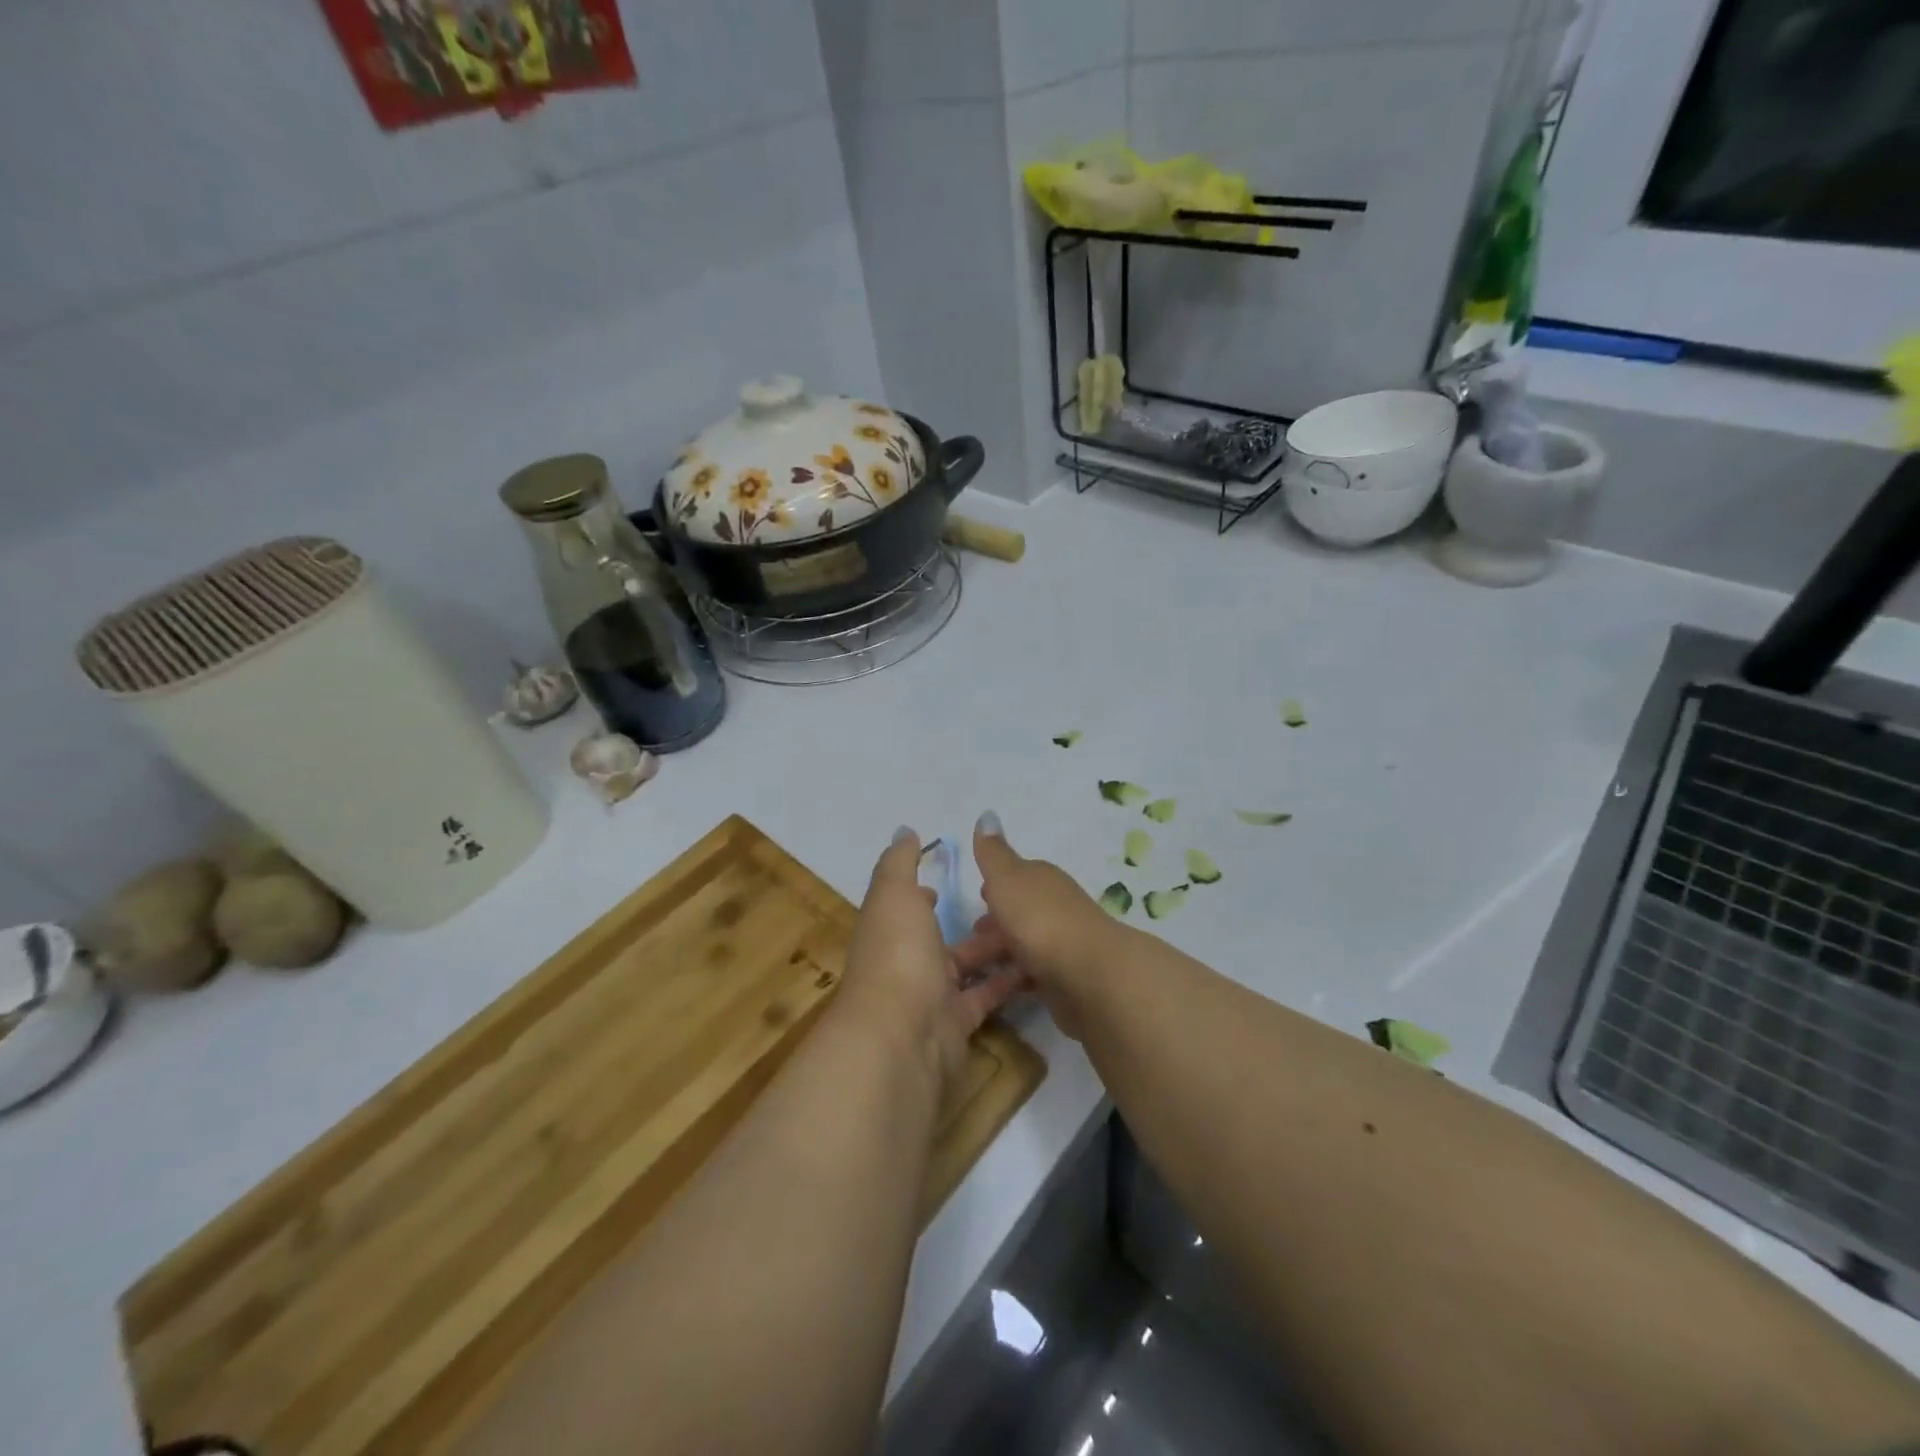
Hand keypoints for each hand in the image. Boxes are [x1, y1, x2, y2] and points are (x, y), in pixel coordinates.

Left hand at [837, 827, 1022, 1092]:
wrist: (902, 1036)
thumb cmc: (897, 953)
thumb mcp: (895, 894)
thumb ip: (900, 863)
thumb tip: (904, 831)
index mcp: (890, 929)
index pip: (904, 908)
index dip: (920, 895)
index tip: (944, 882)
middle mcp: (907, 962)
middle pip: (940, 939)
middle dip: (970, 922)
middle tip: (1009, 903)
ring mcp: (931, 996)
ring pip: (968, 966)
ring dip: (994, 949)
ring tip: (1032, 928)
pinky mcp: (957, 1023)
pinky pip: (986, 995)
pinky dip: (1007, 981)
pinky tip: (1035, 964)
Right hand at [952, 811, 1123, 1039]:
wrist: (1090, 975)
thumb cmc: (1040, 920)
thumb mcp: (1007, 878)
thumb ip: (993, 853)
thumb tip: (987, 813)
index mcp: (1041, 879)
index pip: (1016, 876)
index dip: (995, 886)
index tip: (975, 898)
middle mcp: (1055, 906)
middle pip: (1019, 911)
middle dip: (994, 923)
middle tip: (963, 942)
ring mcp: (1063, 943)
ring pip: (1023, 944)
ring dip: (1000, 952)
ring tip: (970, 970)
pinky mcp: (1066, 978)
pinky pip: (1032, 974)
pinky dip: (1015, 977)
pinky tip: (997, 989)